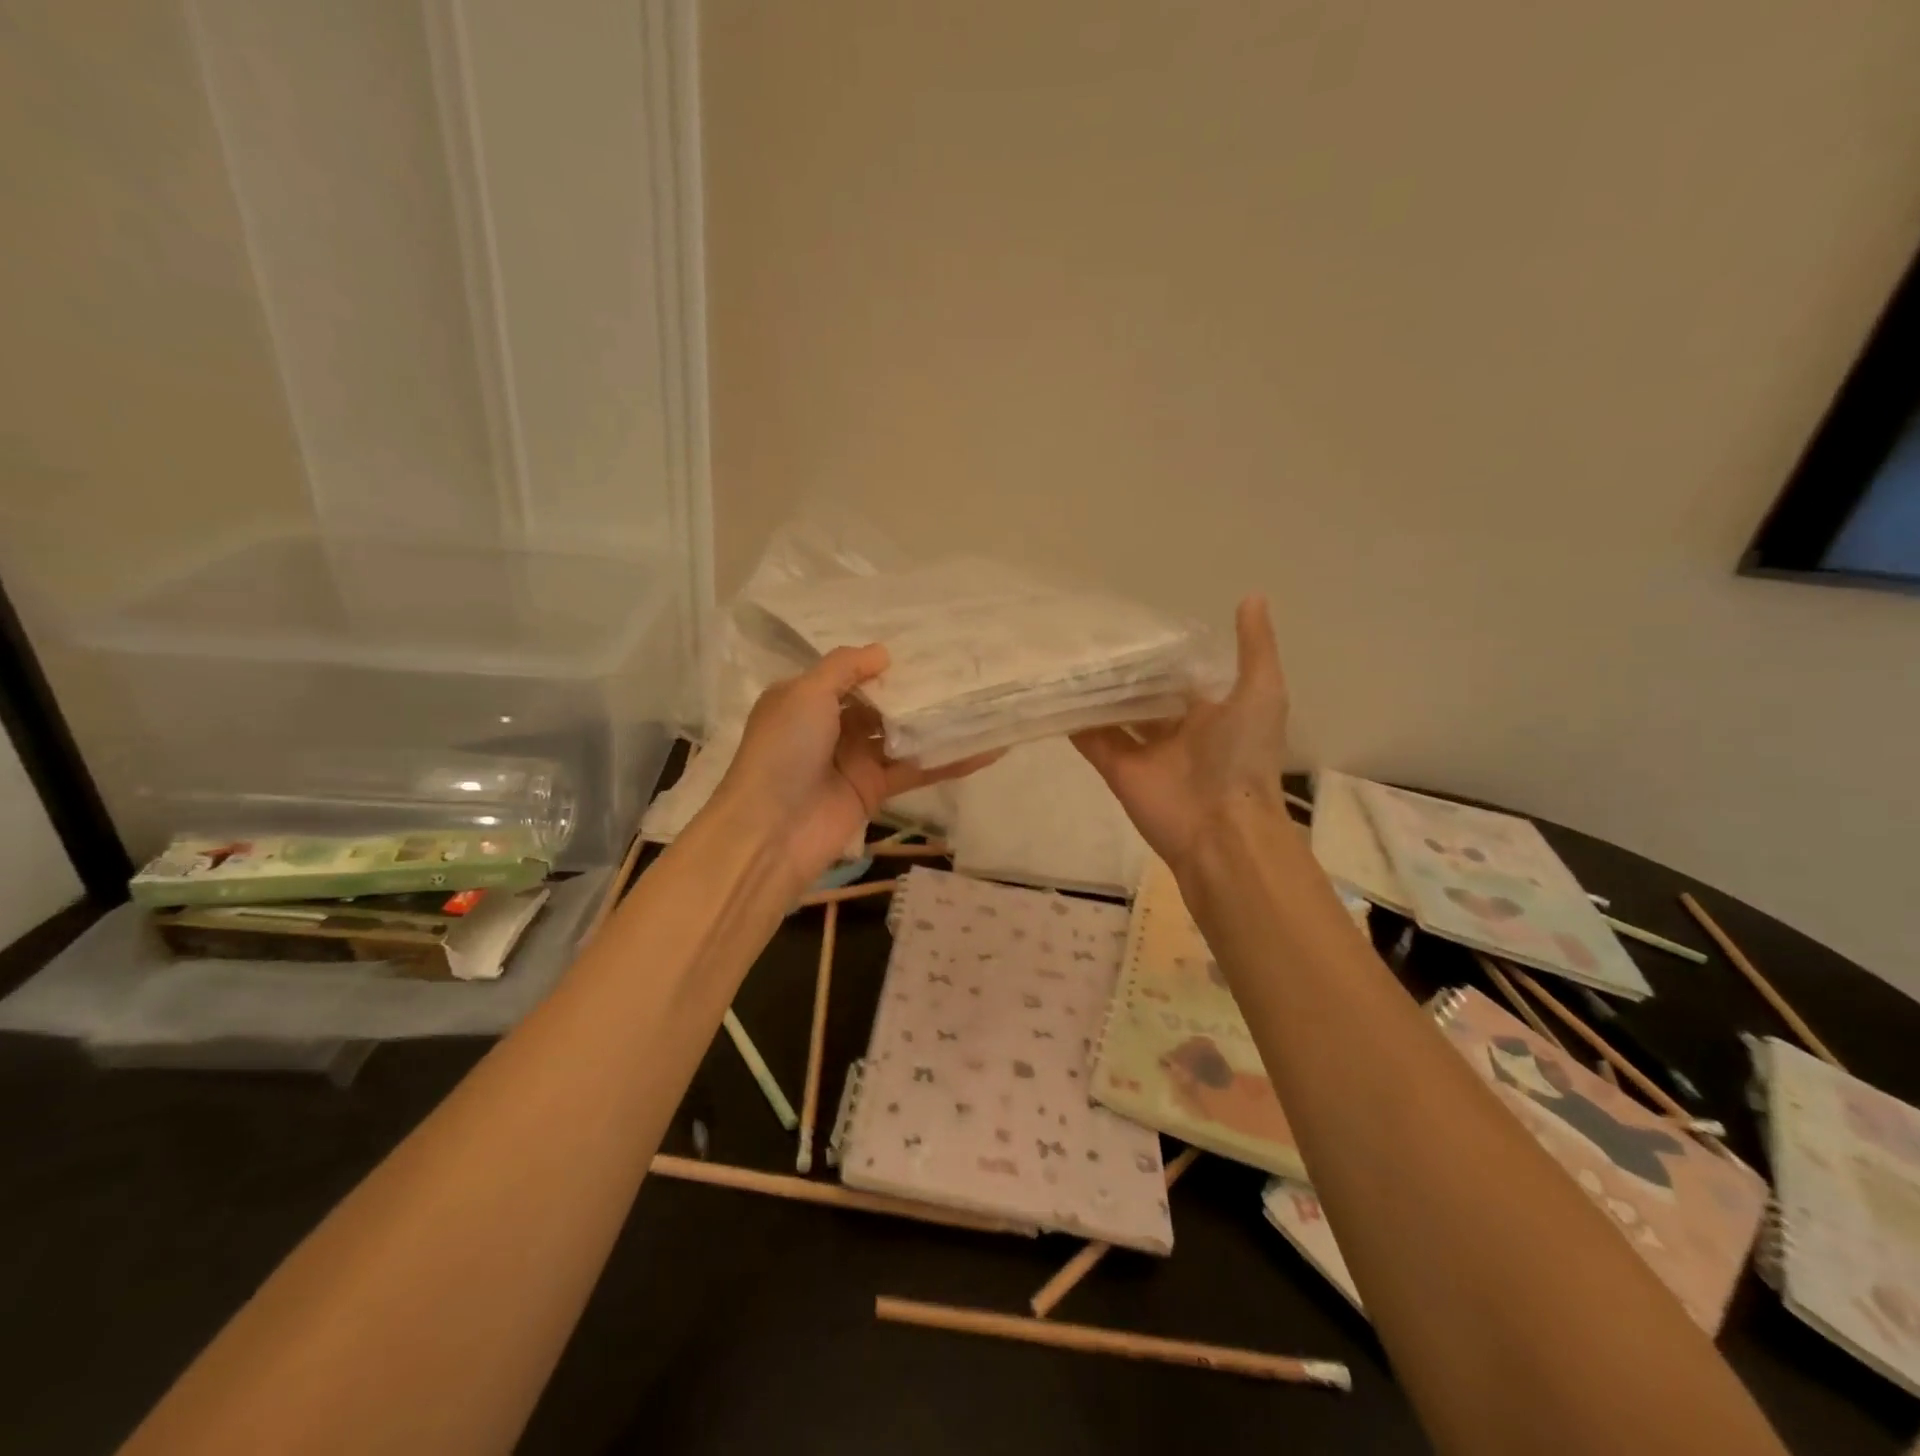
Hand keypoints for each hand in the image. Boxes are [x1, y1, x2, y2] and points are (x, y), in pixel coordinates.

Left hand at [717, 644, 1000, 888]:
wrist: (772, 830)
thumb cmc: (783, 750)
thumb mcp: (806, 693)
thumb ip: (845, 667)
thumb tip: (884, 652)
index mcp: (808, 699)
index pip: (851, 674)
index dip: (884, 663)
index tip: (926, 646)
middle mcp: (832, 726)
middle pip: (882, 703)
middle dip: (917, 689)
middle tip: (965, 668)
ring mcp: (856, 759)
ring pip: (904, 734)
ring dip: (938, 722)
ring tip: (983, 700)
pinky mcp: (876, 789)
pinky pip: (917, 769)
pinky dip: (950, 761)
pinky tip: (987, 749)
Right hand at [1072, 595, 1289, 873]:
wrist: (1221, 826)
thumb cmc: (1243, 756)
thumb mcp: (1261, 692)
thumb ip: (1254, 648)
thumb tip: (1251, 596)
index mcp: (1208, 711)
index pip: (1178, 676)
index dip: (1160, 654)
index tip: (1133, 624)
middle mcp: (1172, 728)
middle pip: (1141, 695)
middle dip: (1122, 672)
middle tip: (1090, 636)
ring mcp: (1141, 749)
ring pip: (1112, 714)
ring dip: (1094, 693)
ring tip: (1066, 656)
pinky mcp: (1115, 767)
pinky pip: (1090, 739)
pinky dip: (1073, 720)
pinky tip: (1054, 692)